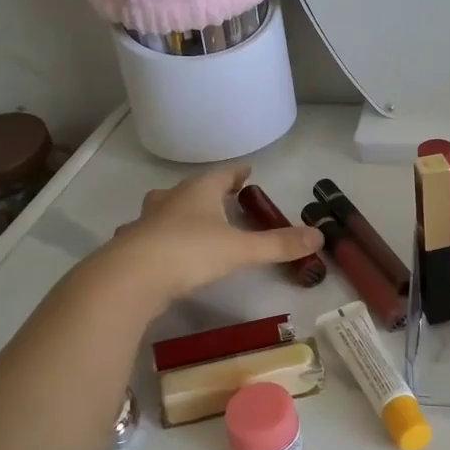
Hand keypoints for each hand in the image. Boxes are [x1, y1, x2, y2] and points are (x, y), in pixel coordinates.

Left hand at [96, 166, 322, 311]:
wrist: (129, 278)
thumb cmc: (189, 252)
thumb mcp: (240, 249)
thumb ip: (278, 244)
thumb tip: (319, 236)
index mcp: (198, 192)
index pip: (221, 174)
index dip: (237, 173)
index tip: (248, 170)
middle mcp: (170, 200)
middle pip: (190, 189)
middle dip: (207, 192)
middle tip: (221, 197)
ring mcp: (145, 222)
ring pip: (164, 209)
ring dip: (178, 212)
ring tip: (190, 221)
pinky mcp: (130, 247)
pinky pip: (148, 236)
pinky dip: (158, 238)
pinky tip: (160, 252)